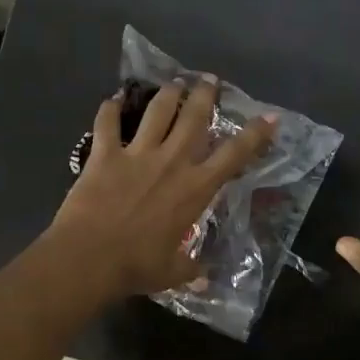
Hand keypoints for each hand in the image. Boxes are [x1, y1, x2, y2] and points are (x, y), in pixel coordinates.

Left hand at [47, 78, 276, 300]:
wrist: (90, 258)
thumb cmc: (138, 266)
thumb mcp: (173, 272)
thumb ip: (191, 269)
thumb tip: (204, 279)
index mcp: (196, 188)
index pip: (234, 155)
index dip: (255, 134)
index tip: (269, 116)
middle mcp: (172, 162)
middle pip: (194, 118)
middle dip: (205, 95)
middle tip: (209, 80)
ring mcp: (137, 154)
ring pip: (157, 112)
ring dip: (168, 94)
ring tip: (173, 83)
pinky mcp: (104, 154)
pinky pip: (107, 123)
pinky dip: (109, 109)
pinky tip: (112, 100)